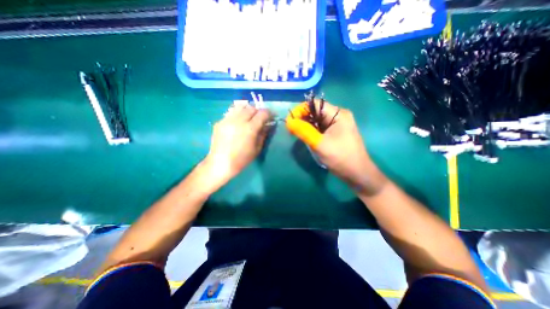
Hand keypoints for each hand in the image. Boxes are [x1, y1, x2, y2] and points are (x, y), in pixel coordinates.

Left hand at [203, 102, 271, 186]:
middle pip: (252, 108)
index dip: (269, 113)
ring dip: (247, 110)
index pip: (263, 113)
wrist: (220, 163)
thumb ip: (263, 134)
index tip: (272, 116)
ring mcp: (227, 120)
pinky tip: (237, 123)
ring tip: (248, 118)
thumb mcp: (257, 148)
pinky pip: (231, 113)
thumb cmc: (242, 159)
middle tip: (260, 118)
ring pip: (240, 107)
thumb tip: (267, 125)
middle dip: (258, 111)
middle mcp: (238, 120)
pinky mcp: (220, 122)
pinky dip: (238, 114)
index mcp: (250, 128)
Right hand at [288, 101, 385, 196]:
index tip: (289, 122)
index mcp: (338, 114)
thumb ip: (304, 131)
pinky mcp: (335, 133)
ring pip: (317, 120)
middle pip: (316, 111)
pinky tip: (306, 137)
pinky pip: (320, 128)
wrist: (357, 174)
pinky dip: (311, 131)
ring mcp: (337, 125)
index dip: (300, 110)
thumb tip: (289, 122)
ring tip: (296, 134)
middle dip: (302, 119)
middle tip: (291, 130)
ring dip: (306, 126)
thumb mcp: (320, 144)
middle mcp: (338, 116)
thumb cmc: (341, 158)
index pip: (315, 104)